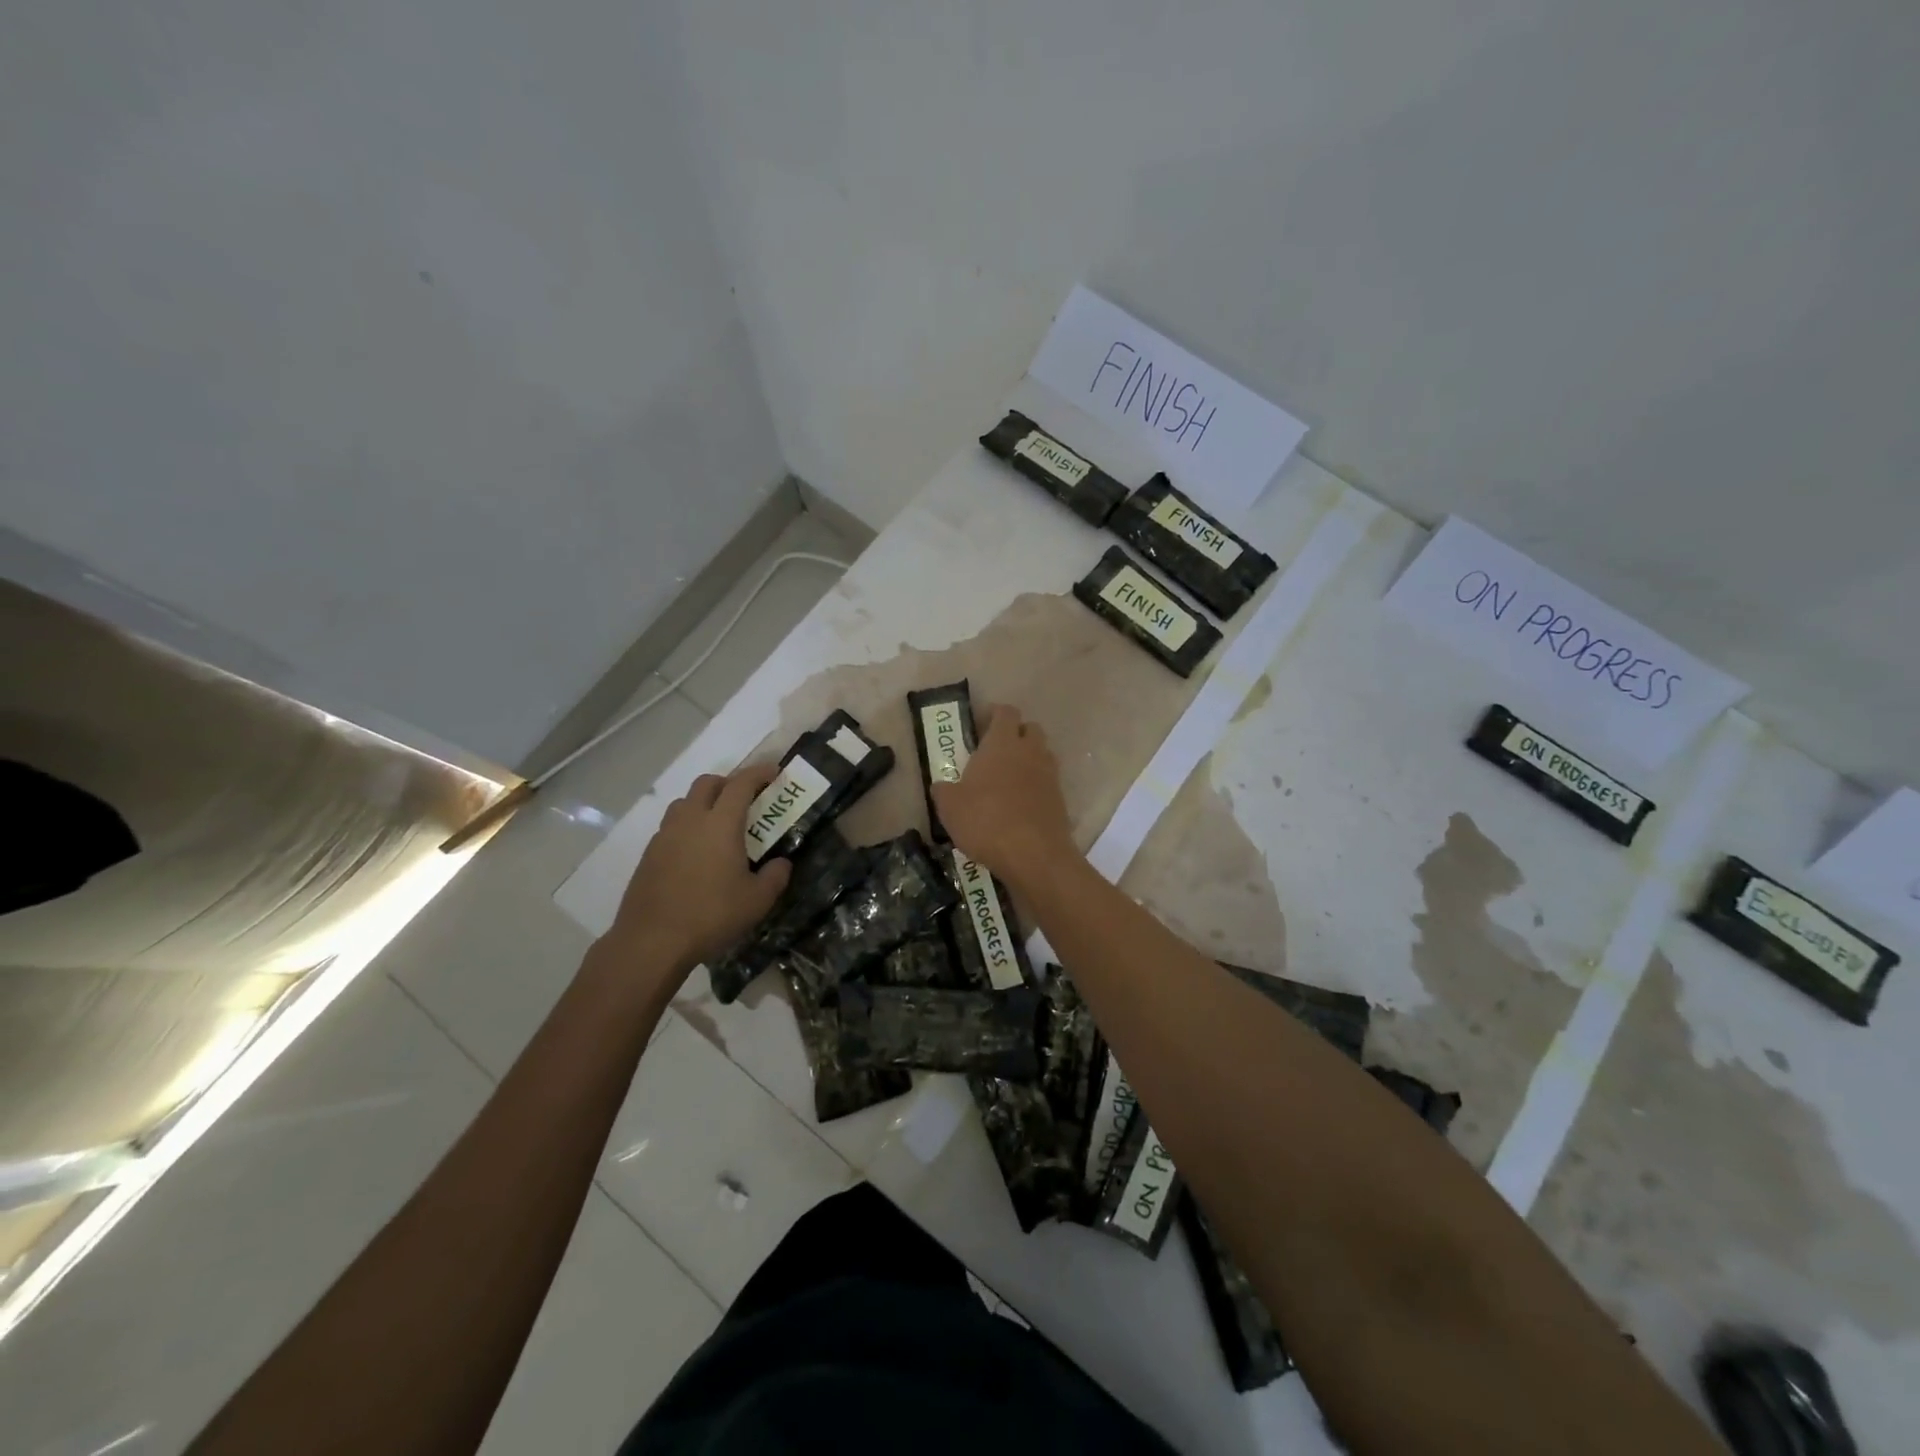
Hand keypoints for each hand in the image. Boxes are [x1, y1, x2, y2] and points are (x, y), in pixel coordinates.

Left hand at [606, 766, 792, 977]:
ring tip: (718, 825)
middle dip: (729, 782)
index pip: (741, 783)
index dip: (759, 772)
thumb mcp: (757, 901)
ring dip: (704, 803)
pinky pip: (671, 827)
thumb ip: (775, 876)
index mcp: (721, 823)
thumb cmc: (711, 915)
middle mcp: (690, 820)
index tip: (773, 771)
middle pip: (707, 783)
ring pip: (684, 802)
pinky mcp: (649, 854)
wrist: (652, 942)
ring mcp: (665, 836)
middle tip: (746, 799)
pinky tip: (696, 853)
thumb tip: (782, 863)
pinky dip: (687, 827)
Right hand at [931, 704, 1076, 886]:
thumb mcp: (950, 807)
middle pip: (1029, 728)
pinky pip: (1047, 781)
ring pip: (1041, 753)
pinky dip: (1036, 786)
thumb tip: (942, 785)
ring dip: (1027, 760)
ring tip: (1007, 780)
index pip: (1005, 712)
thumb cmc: (986, 821)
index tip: (980, 725)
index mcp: (1002, 743)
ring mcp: (1049, 774)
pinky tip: (1020, 805)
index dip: (993, 714)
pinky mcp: (1060, 798)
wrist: (1034, 855)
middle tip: (994, 752)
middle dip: (1015, 734)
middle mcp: (1030, 751)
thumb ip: (944, 790)